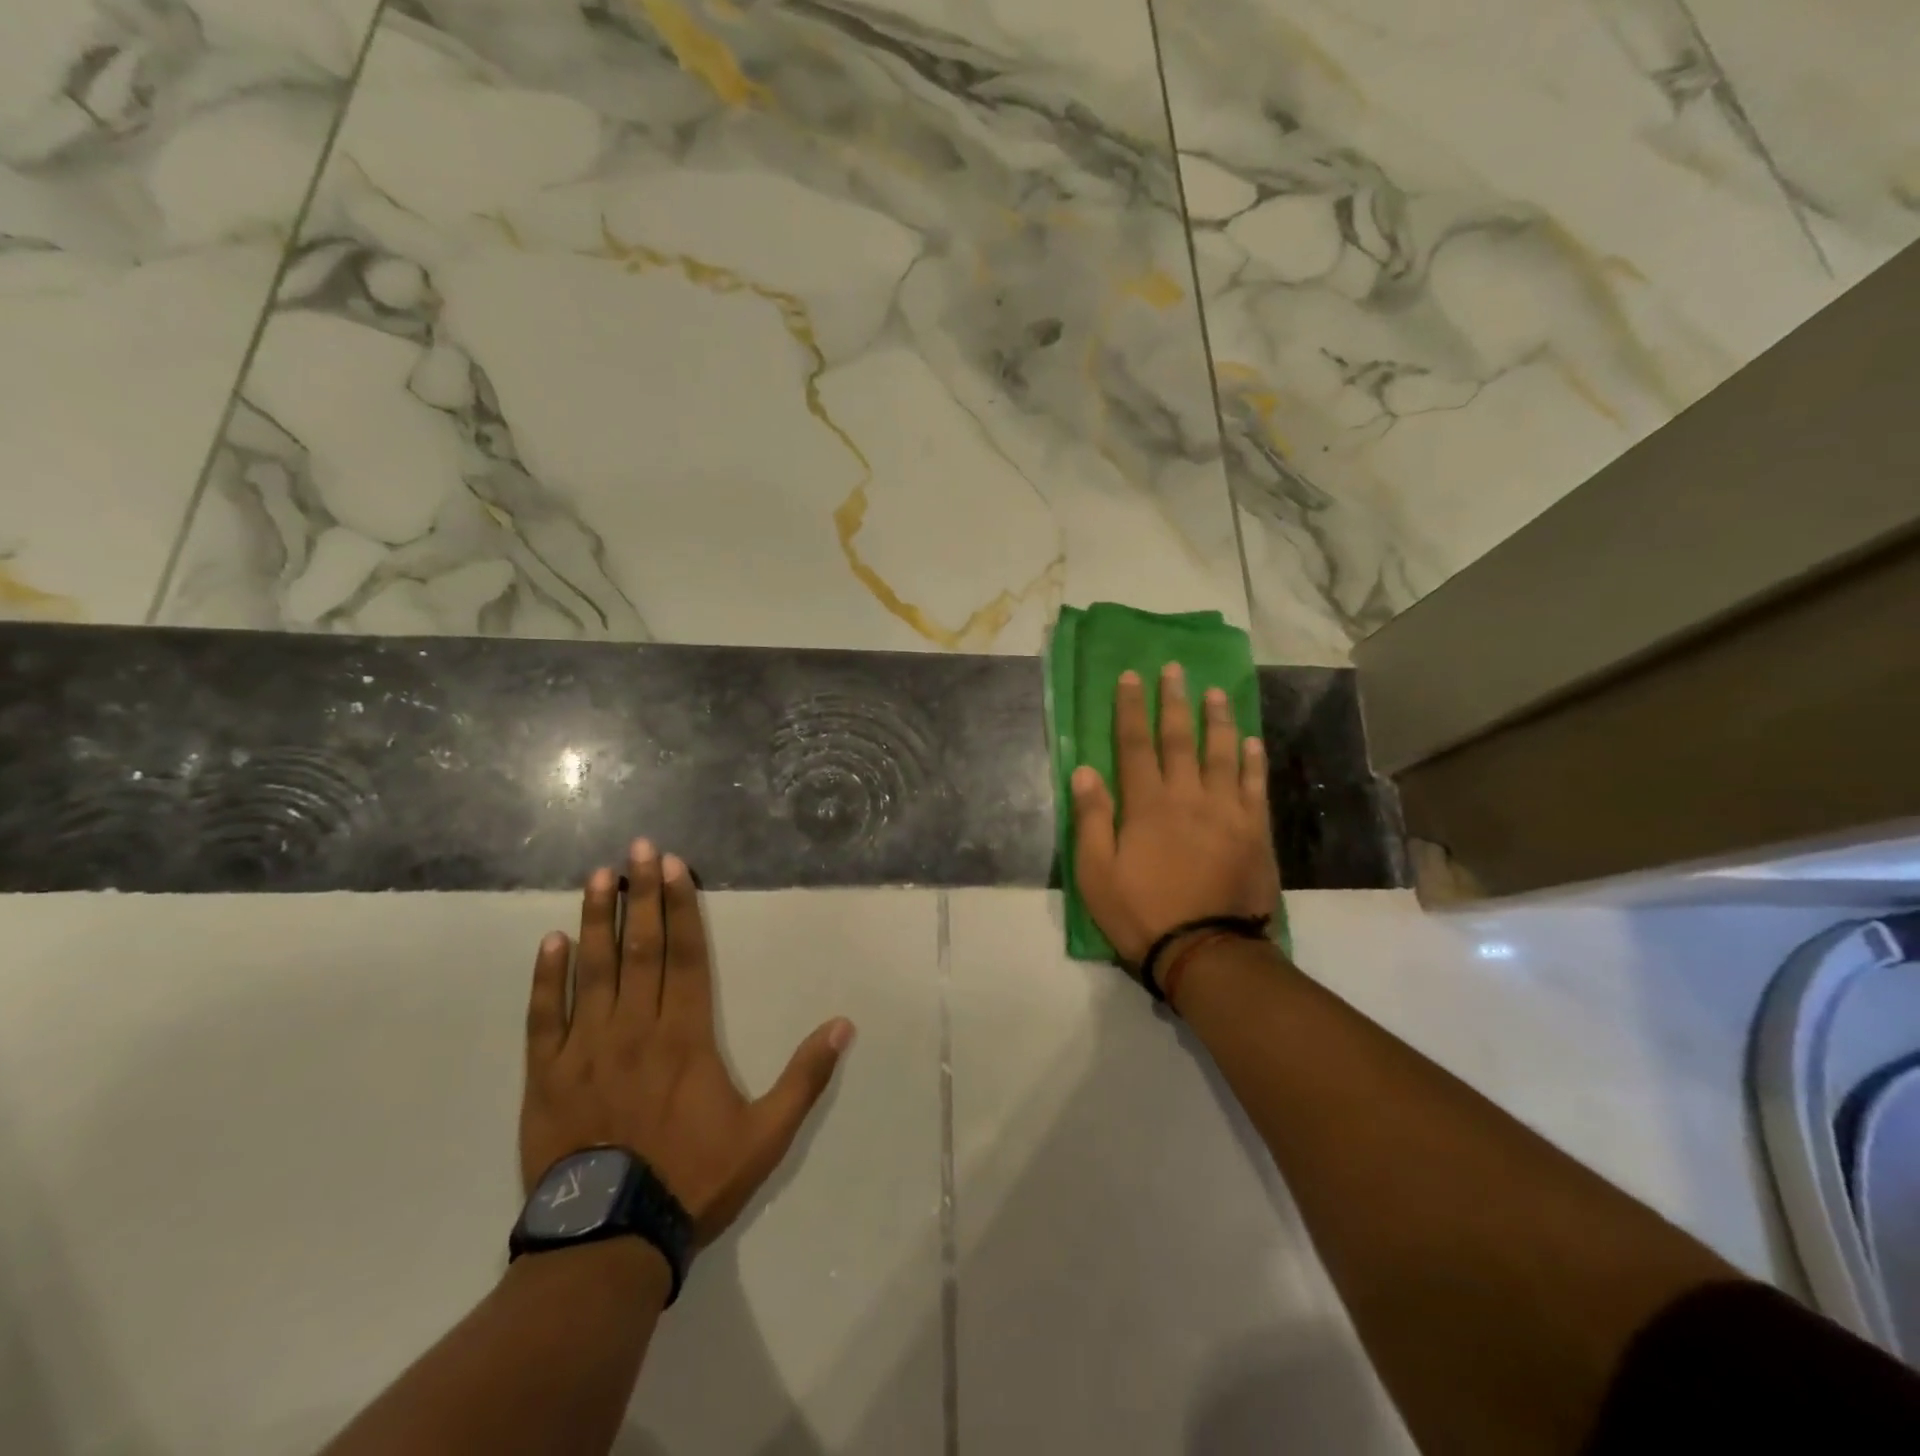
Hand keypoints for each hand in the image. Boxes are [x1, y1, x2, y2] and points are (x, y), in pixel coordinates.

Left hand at [521, 841, 854, 1246]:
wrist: (609, 1243)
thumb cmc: (692, 1180)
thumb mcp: (766, 1135)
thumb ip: (805, 1077)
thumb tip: (844, 1025)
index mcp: (686, 1036)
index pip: (684, 955)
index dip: (679, 906)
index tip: (671, 866)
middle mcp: (636, 1028)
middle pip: (640, 948)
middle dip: (640, 895)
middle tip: (635, 850)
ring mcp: (586, 1049)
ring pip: (593, 970)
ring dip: (596, 919)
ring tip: (598, 876)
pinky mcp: (547, 1077)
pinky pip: (544, 1017)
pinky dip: (546, 978)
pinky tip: (551, 942)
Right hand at [1070, 664, 1278, 972]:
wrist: (1206, 951)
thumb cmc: (1141, 913)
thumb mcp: (1096, 873)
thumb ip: (1092, 819)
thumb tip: (1083, 770)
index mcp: (1146, 805)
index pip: (1134, 745)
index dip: (1130, 709)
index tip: (1131, 677)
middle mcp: (1187, 796)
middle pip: (1180, 739)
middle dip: (1174, 701)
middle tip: (1174, 670)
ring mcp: (1226, 811)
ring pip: (1222, 754)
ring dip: (1218, 720)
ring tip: (1215, 692)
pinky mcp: (1253, 831)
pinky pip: (1253, 786)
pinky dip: (1253, 761)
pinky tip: (1252, 741)